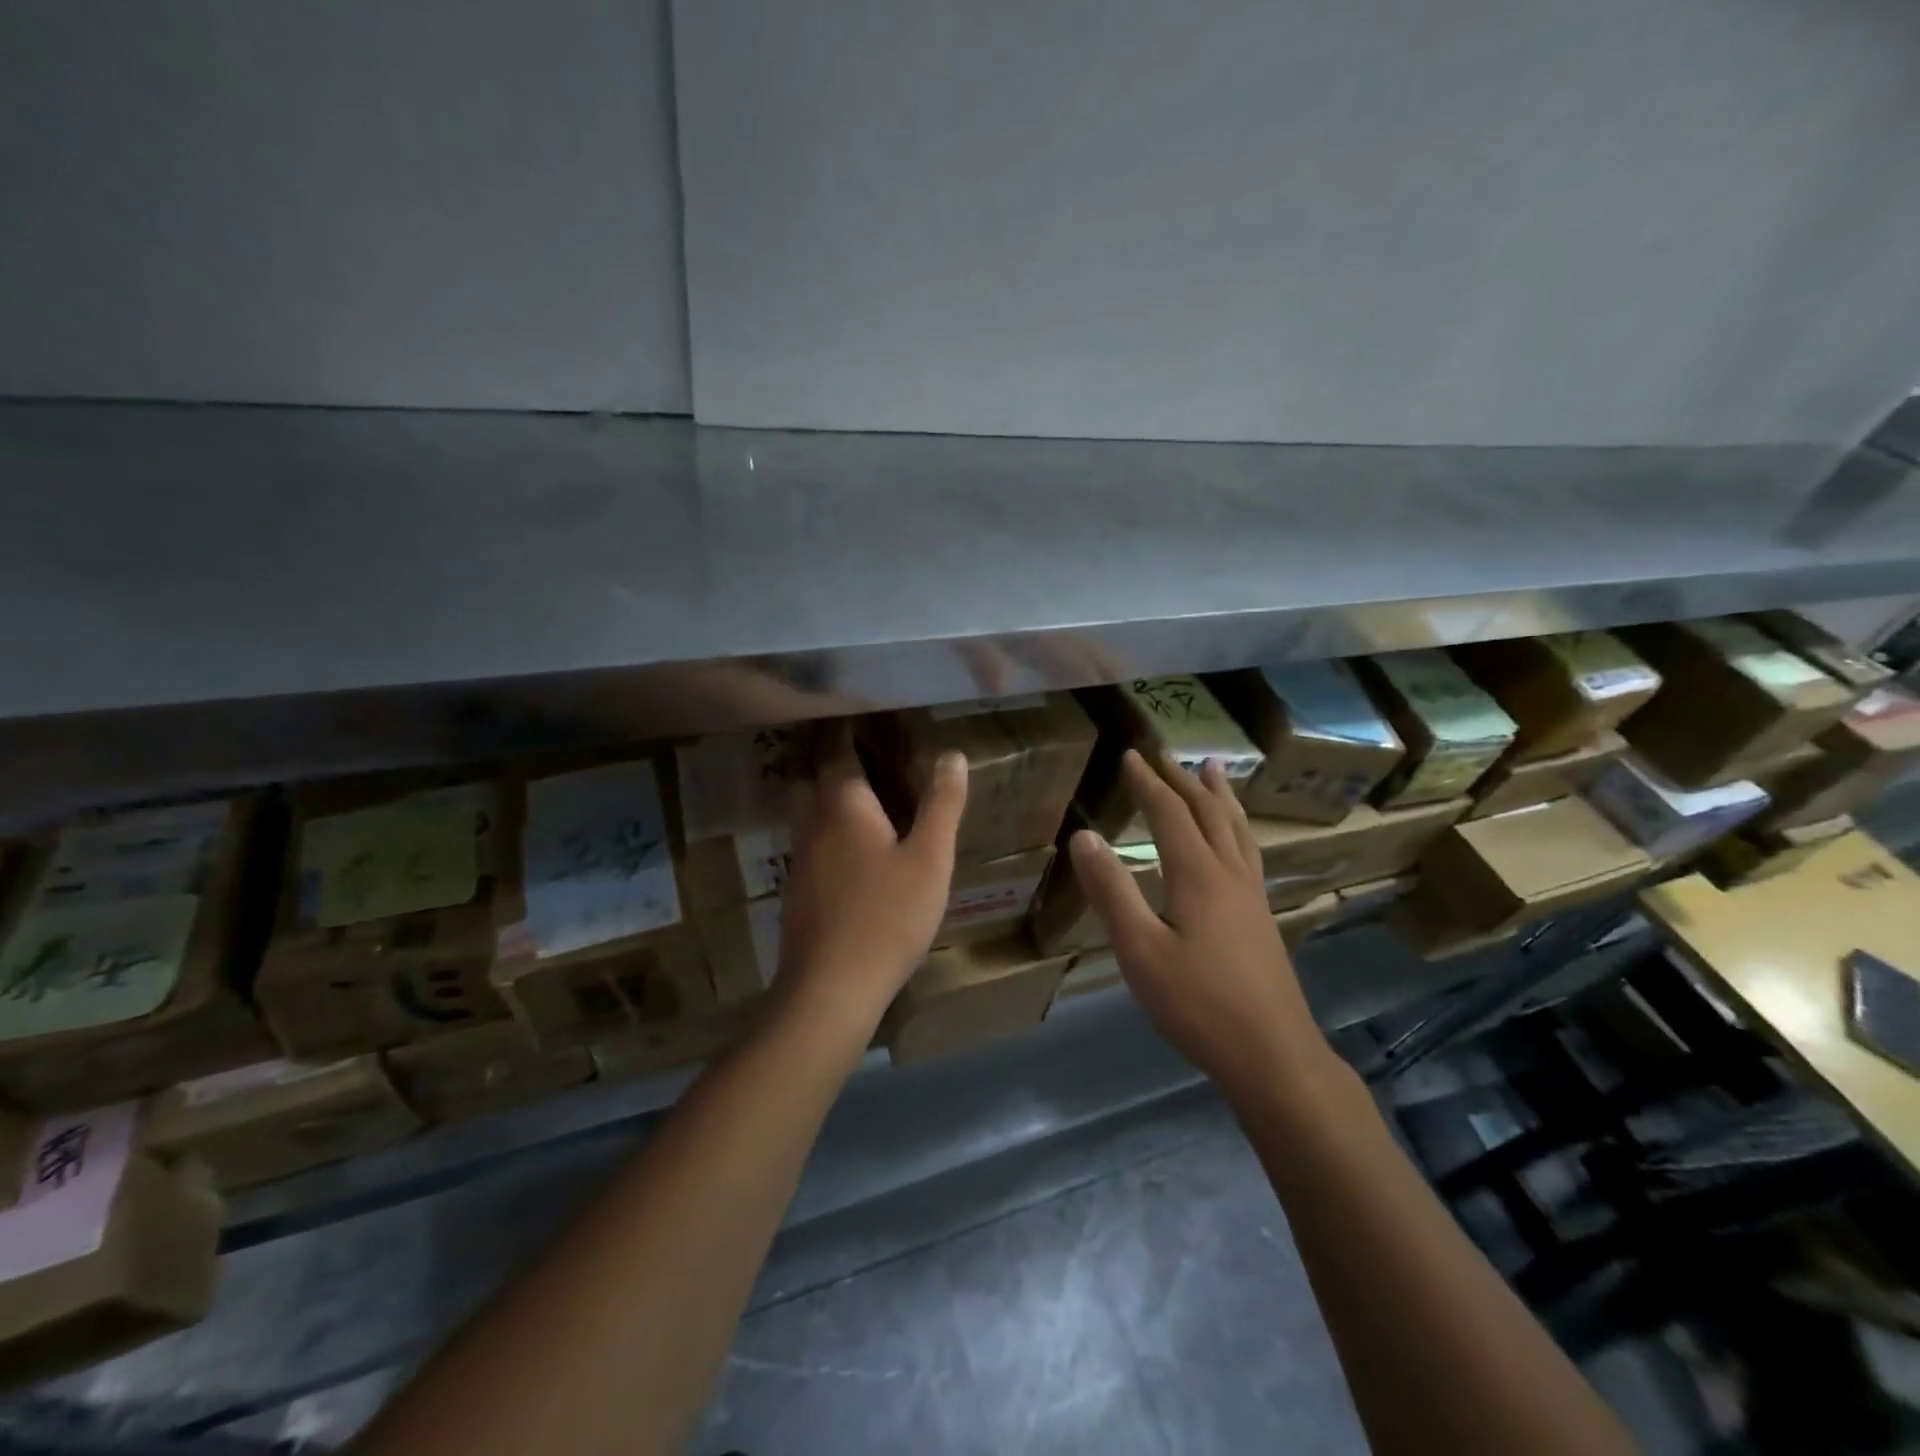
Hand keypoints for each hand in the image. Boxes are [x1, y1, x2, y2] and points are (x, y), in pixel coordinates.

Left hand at [775, 727, 968, 1024]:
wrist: (830, 987)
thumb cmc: (887, 917)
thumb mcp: (929, 859)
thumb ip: (941, 805)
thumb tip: (951, 754)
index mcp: (844, 804)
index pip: (835, 748)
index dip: (843, 724)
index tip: (854, 704)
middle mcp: (813, 821)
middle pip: (806, 770)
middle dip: (821, 747)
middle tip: (846, 734)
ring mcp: (799, 855)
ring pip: (800, 803)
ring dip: (816, 781)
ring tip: (844, 776)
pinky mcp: (797, 886)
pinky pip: (805, 833)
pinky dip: (819, 817)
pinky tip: (840, 836)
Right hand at [1069, 750, 1331, 1097]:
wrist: (1272, 1053)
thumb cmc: (1197, 1003)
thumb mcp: (1139, 949)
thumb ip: (1111, 890)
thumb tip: (1083, 836)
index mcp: (1197, 873)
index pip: (1169, 812)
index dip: (1147, 782)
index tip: (1130, 755)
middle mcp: (1229, 872)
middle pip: (1207, 812)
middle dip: (1182, 780)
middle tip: (1165, 754)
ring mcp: (1251, 894)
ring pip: (1236, 828)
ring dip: (1219, 795)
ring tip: (1214, 769)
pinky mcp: (1261, 916)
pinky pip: (1247, 850)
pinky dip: (1236, 826)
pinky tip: (1235, 840)